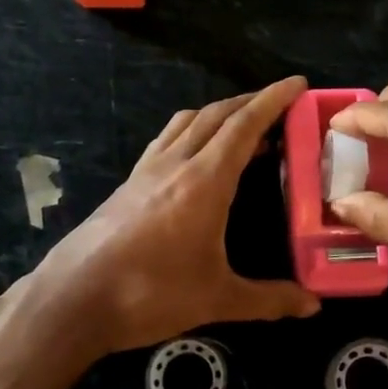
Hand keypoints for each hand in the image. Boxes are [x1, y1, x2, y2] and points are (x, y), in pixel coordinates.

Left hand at [32, 76, 320, 356]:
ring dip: (218, 114)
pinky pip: (166, 140)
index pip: (244, 126)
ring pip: (187, 123)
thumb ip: (269, 299)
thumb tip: (313, 306)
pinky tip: (194, 153)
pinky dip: (190, 131)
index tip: (297, 83)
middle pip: (216, 116)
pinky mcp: (127, 184)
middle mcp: (175, 164)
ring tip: (241, 124)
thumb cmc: (150, 294)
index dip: (272, 100)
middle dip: (250, 102)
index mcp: (204, 181)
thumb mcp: (217, 299)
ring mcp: (146, 170)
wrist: (73, 299)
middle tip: (279, 104)